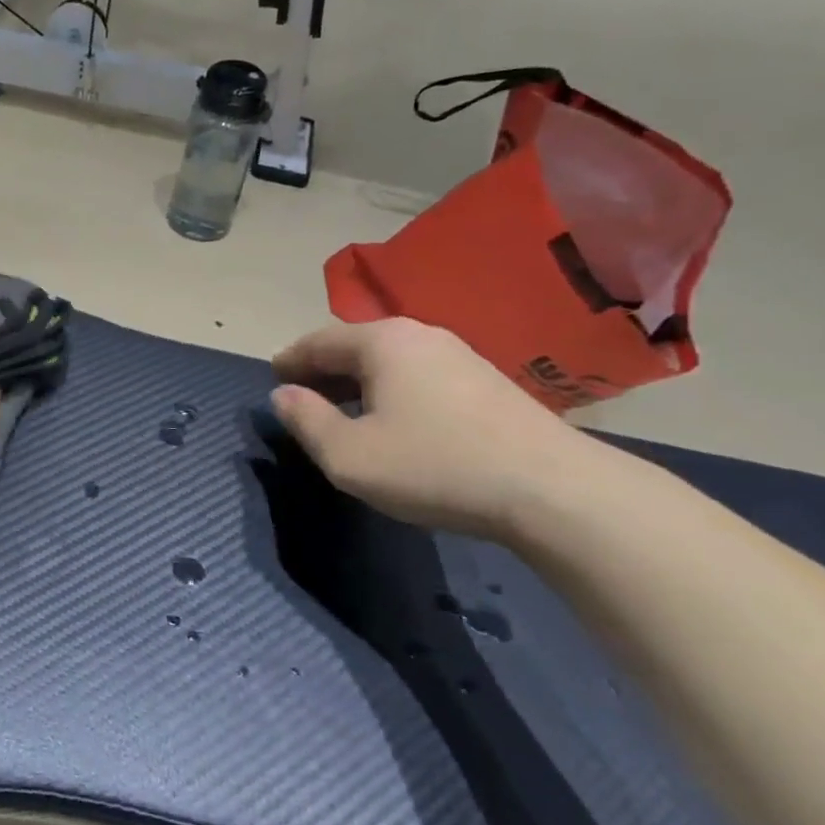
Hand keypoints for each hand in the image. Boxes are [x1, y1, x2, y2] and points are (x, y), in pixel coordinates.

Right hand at [270, 318, 598, 541]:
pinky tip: (395, 418)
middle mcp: (419, 335)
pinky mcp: (487, 381)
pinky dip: (391, 388)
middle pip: (356, 344)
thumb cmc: (434, 466)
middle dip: (323, 368)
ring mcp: (459, 355)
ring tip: (343, 408)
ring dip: (358, 379)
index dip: (291, 359)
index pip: (320, 340)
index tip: (273, 375)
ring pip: (390, 359)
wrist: (551, 489)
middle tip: (301, 393)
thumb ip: (306, 421)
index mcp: (381, 342)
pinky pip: (419, 374)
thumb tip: (283, 395)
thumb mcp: (349, 456)